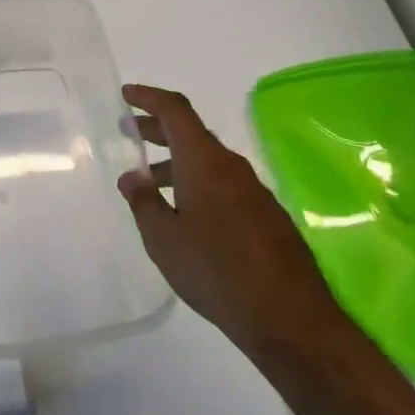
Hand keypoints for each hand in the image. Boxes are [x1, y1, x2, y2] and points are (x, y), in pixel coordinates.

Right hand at [117, 83, 344, 359]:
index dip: (149, 98)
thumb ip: (143, 201)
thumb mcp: (163, 238)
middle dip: (158, 128)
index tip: (126, 95)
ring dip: (176, 161)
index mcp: (204, 162)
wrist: (289, 318)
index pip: (175, 111)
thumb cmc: (215, 270)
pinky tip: (185, 213)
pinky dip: (197, 183)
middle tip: (128, 131)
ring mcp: (254, 191)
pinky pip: (224, 184)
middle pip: (192, 133)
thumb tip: (132, 176)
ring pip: (208, 162)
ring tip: (149, 180)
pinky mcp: (266, 216)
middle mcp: (232, 167)